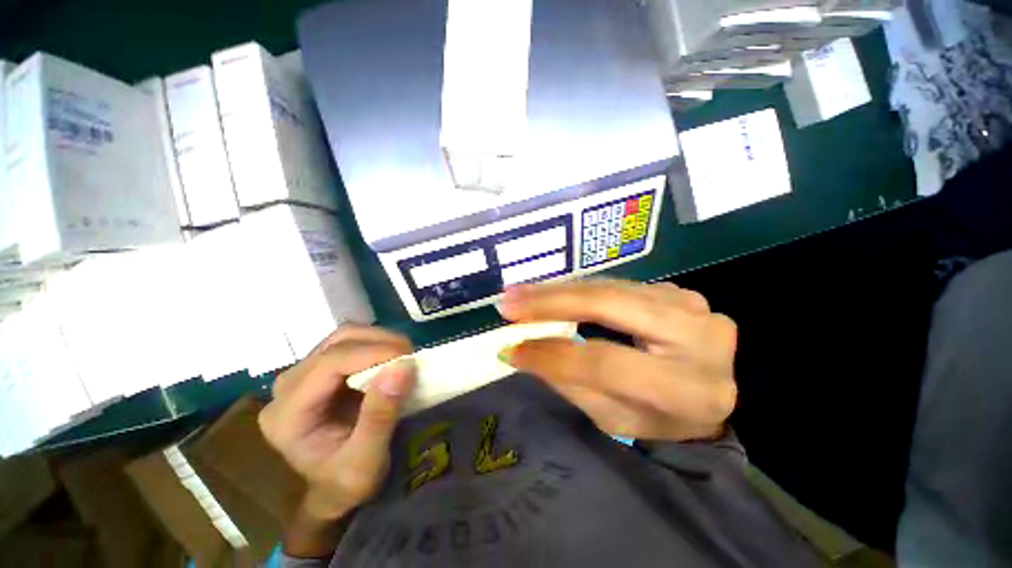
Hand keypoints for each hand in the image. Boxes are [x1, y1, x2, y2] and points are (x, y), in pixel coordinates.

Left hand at [259, 325, 415, 521]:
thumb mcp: (366, 462)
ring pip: (343, 337)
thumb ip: (380, 416)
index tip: (409, 357)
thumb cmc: (346, 484)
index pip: (329, 364)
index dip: (372, 353)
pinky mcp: (321, 371)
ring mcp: (303, 376)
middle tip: (410, 355)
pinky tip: (391, 358)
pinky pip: (351, 344)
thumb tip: (402, 366)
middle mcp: (287, 388)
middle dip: (379, 342)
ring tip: (404, 356)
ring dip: (379, 340)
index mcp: (287, 416)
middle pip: (335, 343)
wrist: (334, 490)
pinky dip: (376, 345)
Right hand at [496, 280, 737, 441]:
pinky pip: (616, 284)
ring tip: (520, 293)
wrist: (712, 389)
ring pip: (609, 287)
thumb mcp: (616, 418)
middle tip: (508, 302)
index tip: (511, 348)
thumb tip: (521, 351)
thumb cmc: (661, 416)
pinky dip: (579, 288)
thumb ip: (571, 383)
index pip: (606, 363)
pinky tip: (551, 291)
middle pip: (610, 306)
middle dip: (551, 302)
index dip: (553, 354)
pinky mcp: (677, 290)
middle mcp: (698, 338)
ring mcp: (691, 305)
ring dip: (559, 290)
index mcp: (688, 389)